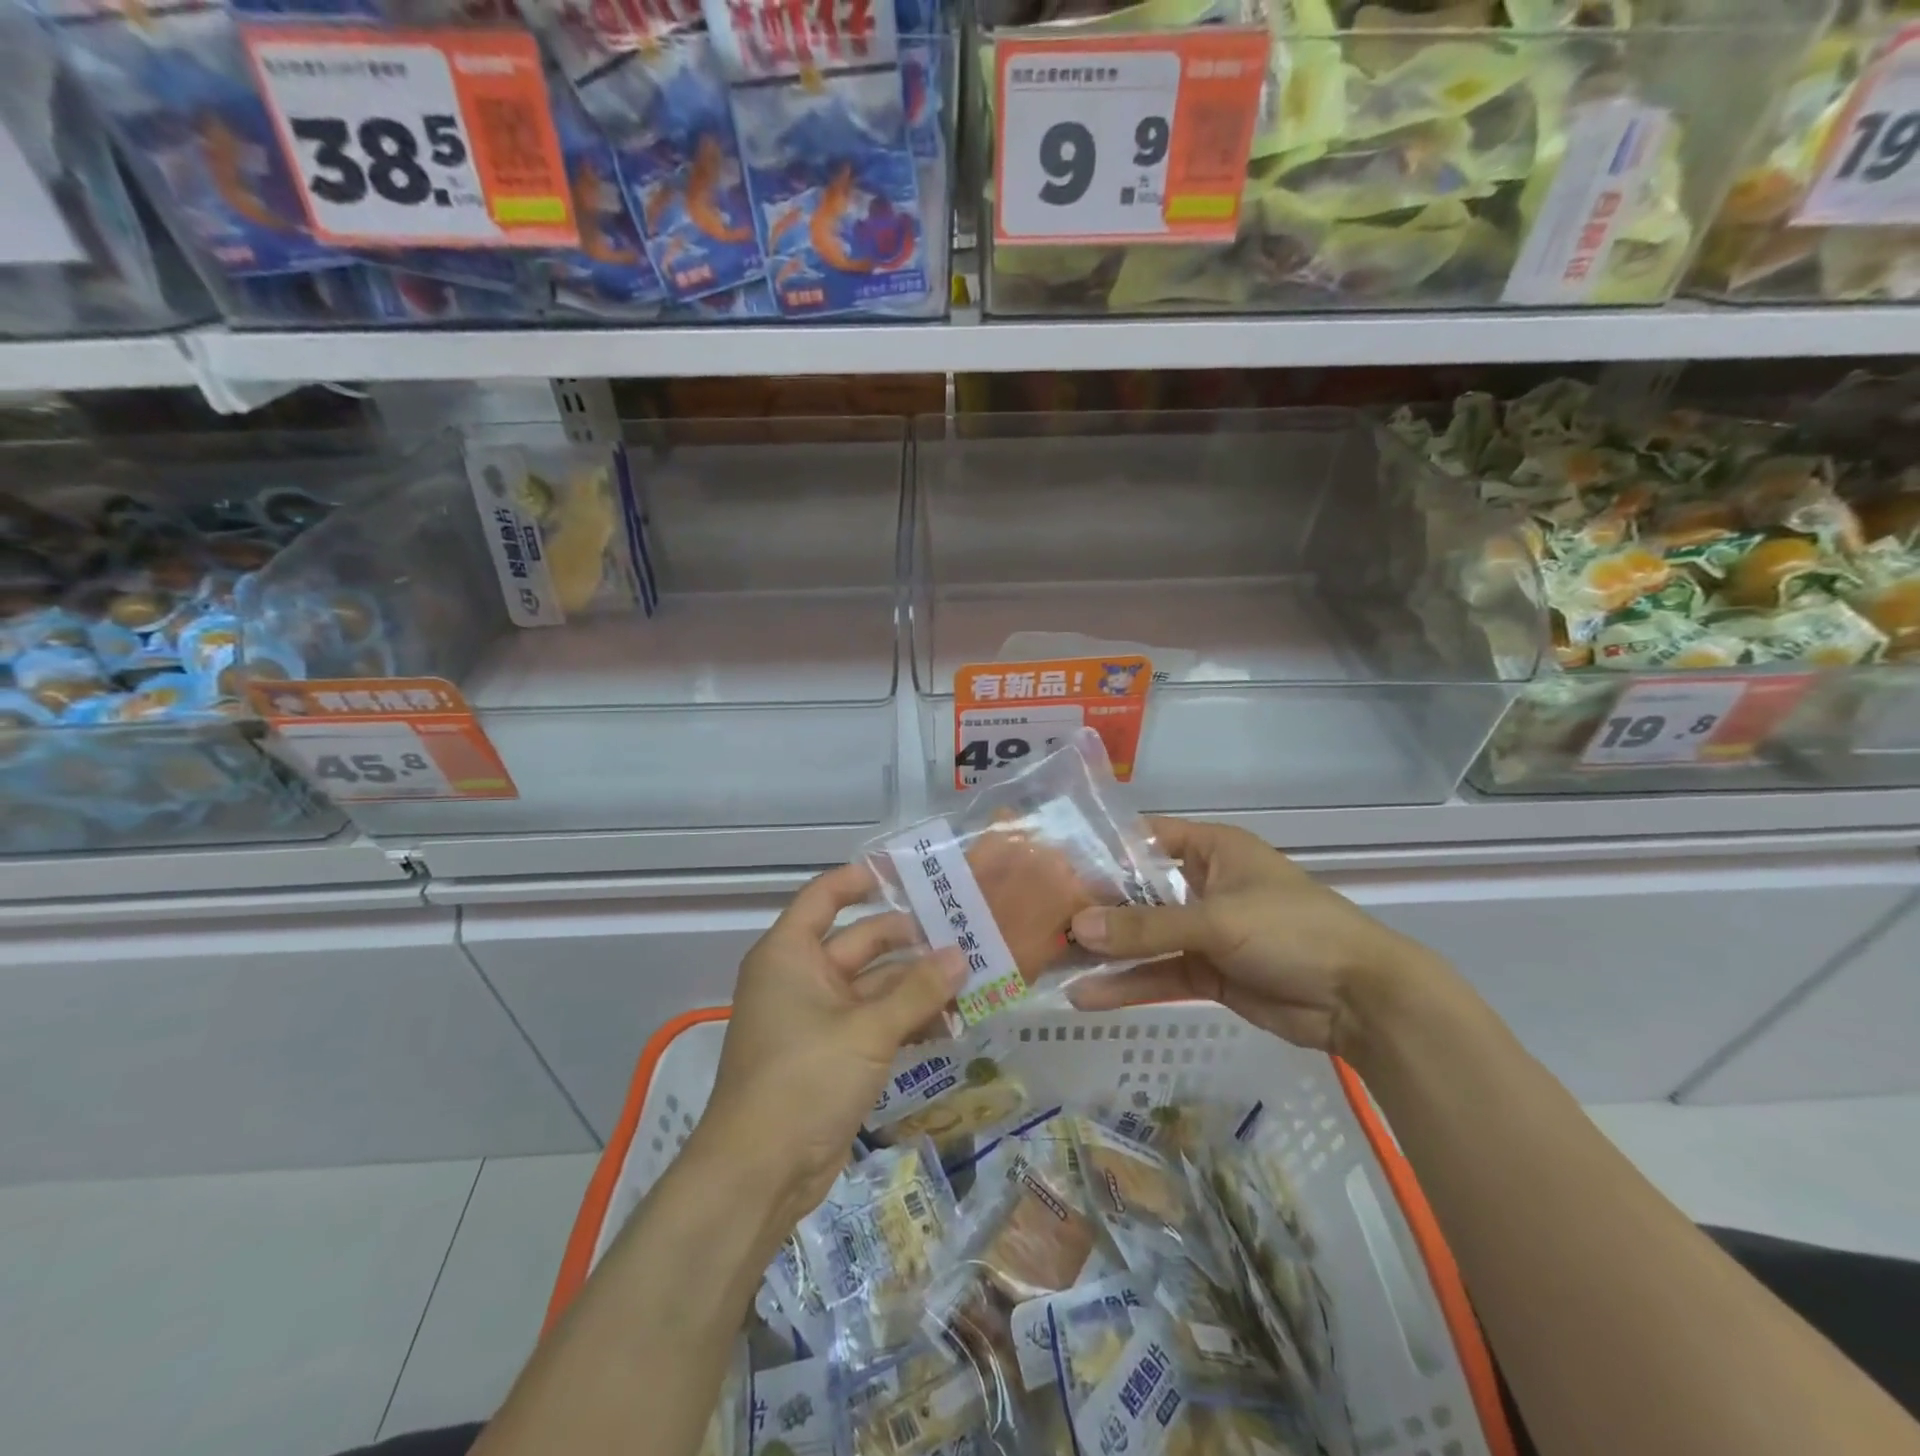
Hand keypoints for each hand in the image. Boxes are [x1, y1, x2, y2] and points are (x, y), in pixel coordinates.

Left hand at [696, 863, 965, 1231]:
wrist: (759, 1174)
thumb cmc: (804, 1079)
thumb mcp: (867, 1030)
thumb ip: (917, 991)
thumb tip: (961, 956)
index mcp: (790, 954)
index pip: (825, 896)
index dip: (862, 879)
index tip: (909, 872)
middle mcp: (802, 978)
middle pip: (860, 941)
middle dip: (909, 939)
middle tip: (963, 931)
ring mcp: (818, 1018)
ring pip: (874, 985)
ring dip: (916, 984)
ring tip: (970, 977)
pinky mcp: (834, 1055)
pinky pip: (876, 1022)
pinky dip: (907, 1019)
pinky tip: (951, 1021)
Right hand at [1067, 817, 1448, 1056]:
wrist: (1360, 1001)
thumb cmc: (1293, 931)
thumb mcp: (1218, 921)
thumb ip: (1147, 927)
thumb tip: (1078, 927)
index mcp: (1211, 849)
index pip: (1143, 838)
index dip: (1100, 849)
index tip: (1050, 863)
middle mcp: (1201, 884)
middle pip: (1137, 892)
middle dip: (1093, 906)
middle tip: (1038, 917)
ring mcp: (1202, 931)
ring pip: (1143, 937)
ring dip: (1105, 950)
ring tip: (1051, 960)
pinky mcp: (1206, 973)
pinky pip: (1158, 974)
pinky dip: (1127, 985)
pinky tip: (1086, 996)